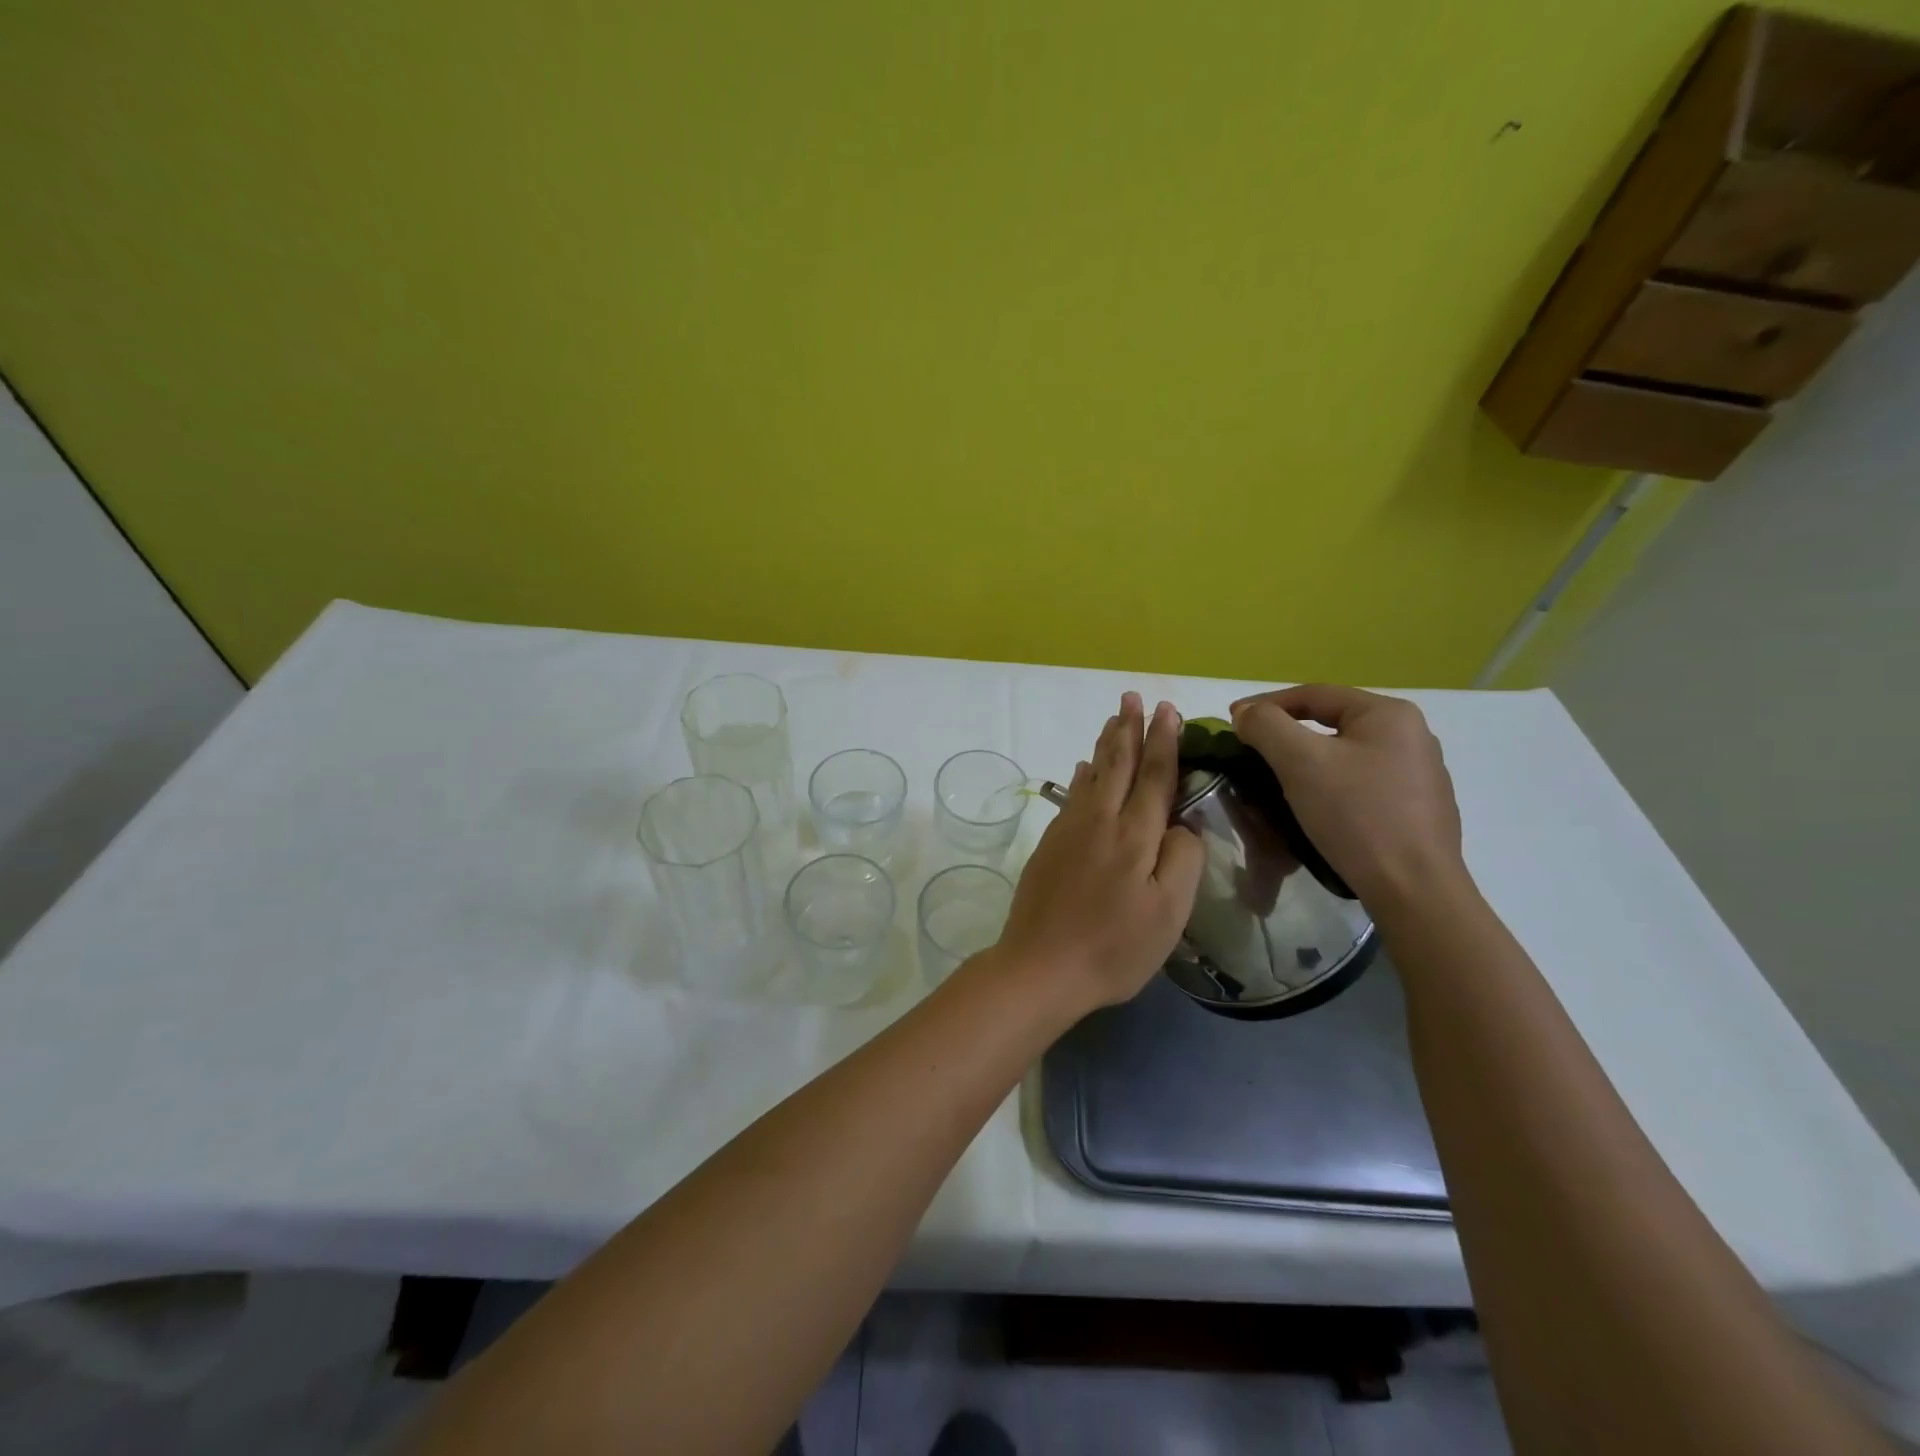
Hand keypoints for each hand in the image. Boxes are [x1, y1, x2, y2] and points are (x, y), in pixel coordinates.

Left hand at [996, 694, 1204, 1011]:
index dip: (1164, 742)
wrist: (1039, 966)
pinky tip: (1081, 769)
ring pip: (1092, 775)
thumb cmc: (1113, 946)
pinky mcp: (1049, 846)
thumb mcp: (1168, 912)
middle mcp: (1100, 821)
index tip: (1168, 709)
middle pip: (1117, 764)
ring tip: (1112, 720)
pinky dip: (1081, 776)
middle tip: (1132, 695)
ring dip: (1104, 745)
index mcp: (1134, 835)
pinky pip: (1071, 796)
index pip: (1154, 776)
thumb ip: (1182, 859)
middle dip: (1128, 728)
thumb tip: (1182, 824)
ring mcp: (1069, 831)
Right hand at [1230, 684, 1465, 908]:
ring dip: (1308, 762)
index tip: (1232, 723)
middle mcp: (1412, 735)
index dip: (1266, 705)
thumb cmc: (1356, 815)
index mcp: (1389, 714)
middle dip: (1287, 734)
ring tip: (1278, 781)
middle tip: (1251, 751)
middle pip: (1332, 723)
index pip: (1314, 694)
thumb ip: (1266, 725)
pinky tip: (1317, 808)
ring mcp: (1419, 773)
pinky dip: (1331, 786)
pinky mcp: (1418, 808)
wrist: (1413, 889)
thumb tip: (1245, 712)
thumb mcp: (1300, 762)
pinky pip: (1362, 783)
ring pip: (1346, 755)